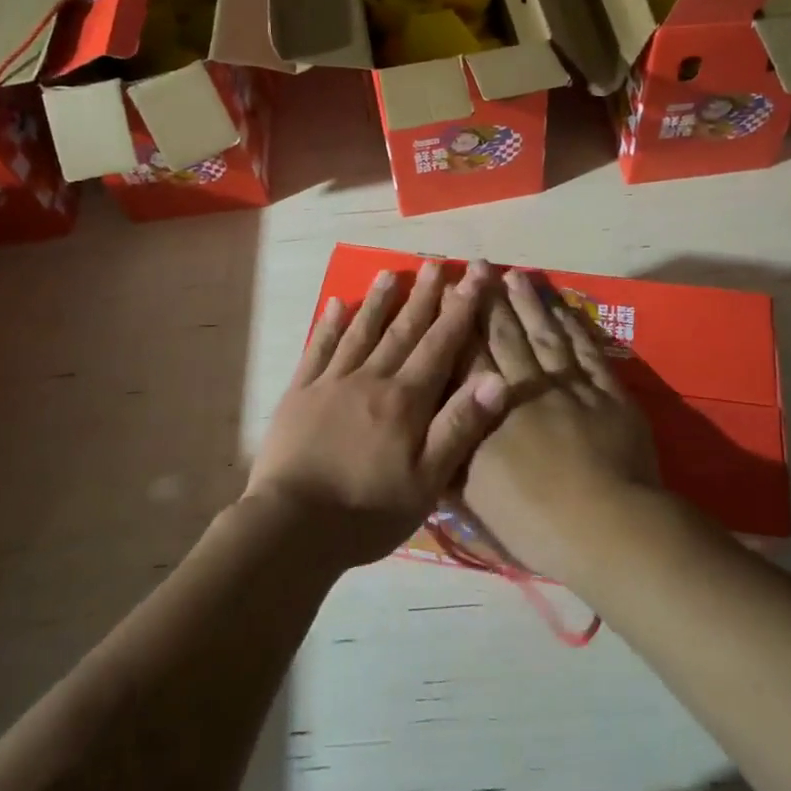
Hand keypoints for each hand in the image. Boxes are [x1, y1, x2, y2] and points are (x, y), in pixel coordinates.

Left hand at [247, 260, 508, 567]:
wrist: (292, 527)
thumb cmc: (367, 510)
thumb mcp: (427, 481)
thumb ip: (460, 427)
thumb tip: (498, 378)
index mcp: (405, 400)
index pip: (440, 343)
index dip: (461, 307)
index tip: (474, 273)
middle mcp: (370, 379)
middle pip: (403, 330)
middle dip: (423, 296)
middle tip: (435, 262)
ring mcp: (331, 383)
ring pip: (360, 331)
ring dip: (378, 301)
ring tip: (390, 271)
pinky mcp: (299, 394)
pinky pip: (317, 349)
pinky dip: (328, 325)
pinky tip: (335, 304)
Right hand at [460, 270, 660, 581]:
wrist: (604, 527)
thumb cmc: (531, 520)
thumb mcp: (473, 496)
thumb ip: (451, 455)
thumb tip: (431, 426)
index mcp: (490, 411)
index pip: (469, 356)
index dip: (459, 321)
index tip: (450, 290)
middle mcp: (526, 388)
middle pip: (505, 336)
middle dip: (490, 300)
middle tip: (480, 265)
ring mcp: (570, 387)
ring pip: (545, 335)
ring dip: (530, 304)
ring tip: (516, 275)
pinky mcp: (608, 394)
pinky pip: (587, 352)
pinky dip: (575, 328)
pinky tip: (564, 309)